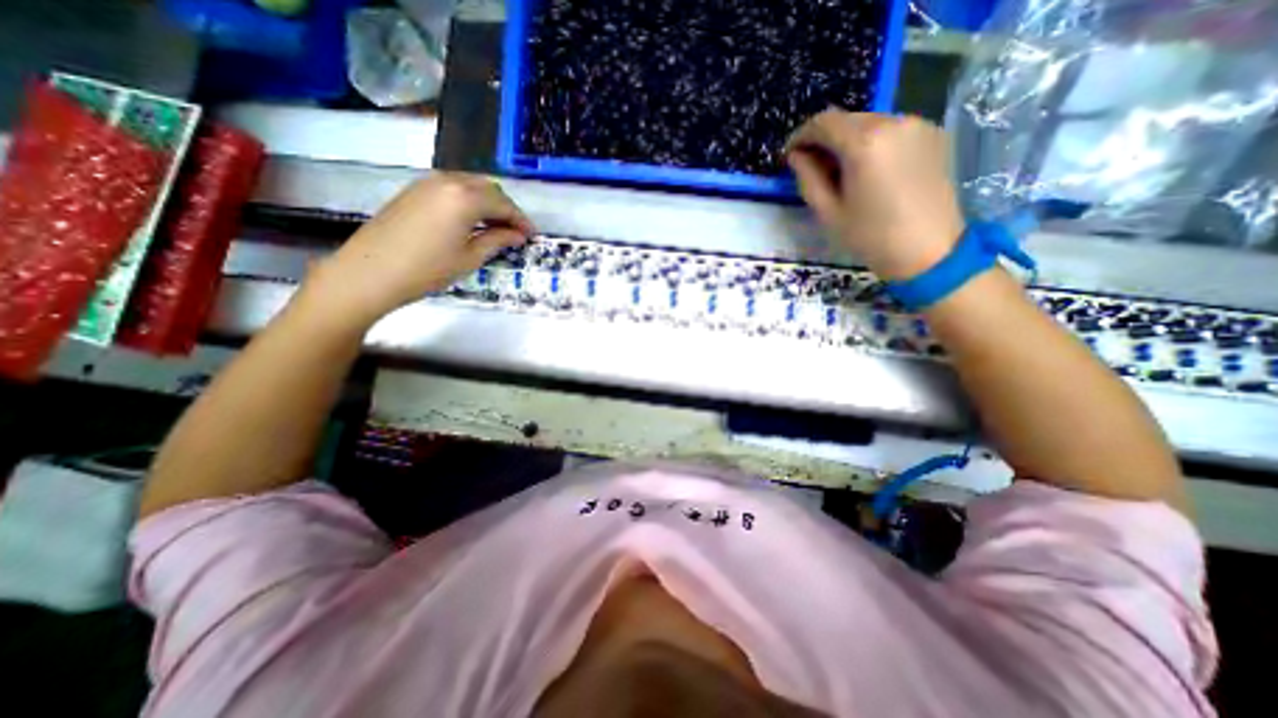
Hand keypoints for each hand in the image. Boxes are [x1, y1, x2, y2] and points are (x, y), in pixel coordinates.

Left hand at [303, 173, 533, 327]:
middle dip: (505, 208)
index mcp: (465, 197)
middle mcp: (448, 181)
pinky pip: (451, 188)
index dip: (521, 219)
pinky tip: (470, 221)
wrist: (370, 272)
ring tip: (495, 227)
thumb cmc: (428, 269)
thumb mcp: (470, 257)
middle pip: (488, 187)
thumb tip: (518, 235)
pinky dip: (468, 200)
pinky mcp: (413, 190)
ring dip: (487, 202)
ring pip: (469, 184)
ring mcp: (427, 183)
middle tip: (515, 231)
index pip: (503, 203)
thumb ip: (497, 240)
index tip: (531, 235)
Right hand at [791, 110, 957, 280]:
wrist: (928, 251)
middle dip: (825, 139)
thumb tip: (796, 156)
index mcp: (864, 143)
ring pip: (870, 123)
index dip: (801, 135)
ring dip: (849, 141)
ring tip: (841, 172)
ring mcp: (918, 125)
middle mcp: (893, 122)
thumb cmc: (870, 237)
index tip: (791, 154)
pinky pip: (892, 130)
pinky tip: (869, 171)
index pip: (823, 122)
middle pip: (847, 119)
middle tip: (813, 167)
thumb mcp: (828, 212)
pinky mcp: (933, 134)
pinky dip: (873, 143)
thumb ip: (808, 178)